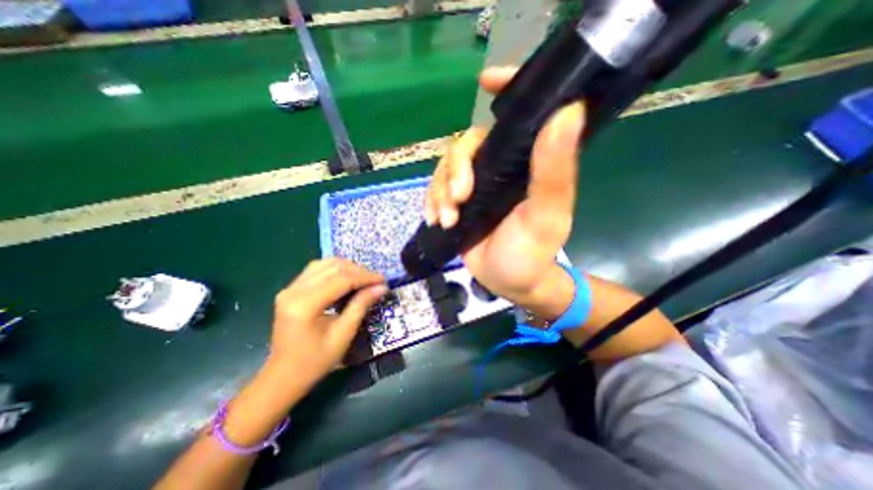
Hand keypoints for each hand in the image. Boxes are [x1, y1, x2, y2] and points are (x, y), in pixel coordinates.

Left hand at [269, 259, 384, 387]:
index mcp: (305, 305)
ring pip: (325, 264)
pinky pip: (316, 270)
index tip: (383, 280)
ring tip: (363, 279)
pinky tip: (346, 278)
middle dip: (358, 271)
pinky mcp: (290, 290)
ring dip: (347, 268)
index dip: (365, 277)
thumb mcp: (343, 334)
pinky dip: (335, 270)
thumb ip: (361, 306)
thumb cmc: (316, 361)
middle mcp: (293, 291)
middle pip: (333, 268)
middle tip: (376, 281)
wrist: (283, 376)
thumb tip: (381, 287)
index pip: (341, 280)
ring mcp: (289, 289)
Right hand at [426, 66, 585, 314]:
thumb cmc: (532, 252)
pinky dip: (432, 202)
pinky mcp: (457, 204)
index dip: (503, 90)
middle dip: (455, 171)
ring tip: (446, 219)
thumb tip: (569, 110)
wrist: (509, 283)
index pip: (516, 117)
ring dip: (440, 192)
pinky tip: (436, 220)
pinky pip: (435, 191)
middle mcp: (499, 168)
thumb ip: (554, 170)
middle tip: (459, 200)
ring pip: (445, 169)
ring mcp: (475, 186)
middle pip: (465, 146)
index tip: (486, 81)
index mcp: (525, 164)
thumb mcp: (545, 215)